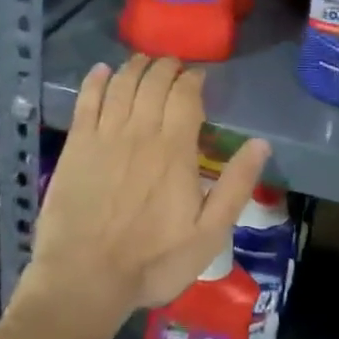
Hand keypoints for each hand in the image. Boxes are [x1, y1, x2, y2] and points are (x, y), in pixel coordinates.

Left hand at [22, 56, 269, 332]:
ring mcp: (104, 135)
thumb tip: (261, 144)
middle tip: (172, 66)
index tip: (198, 77)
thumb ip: (235, 186)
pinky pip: (86, 100)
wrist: (86, 277)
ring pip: (121, 84)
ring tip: (143, 61)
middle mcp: (140, 132)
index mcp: (175, 150)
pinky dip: (95, 80)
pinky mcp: (76, 144)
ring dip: (134, 67)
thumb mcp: (209, 234)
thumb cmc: (153, 261)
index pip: (185, 95)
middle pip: (153, 82)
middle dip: (166, 67)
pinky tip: (101, 70)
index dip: (193, 79)